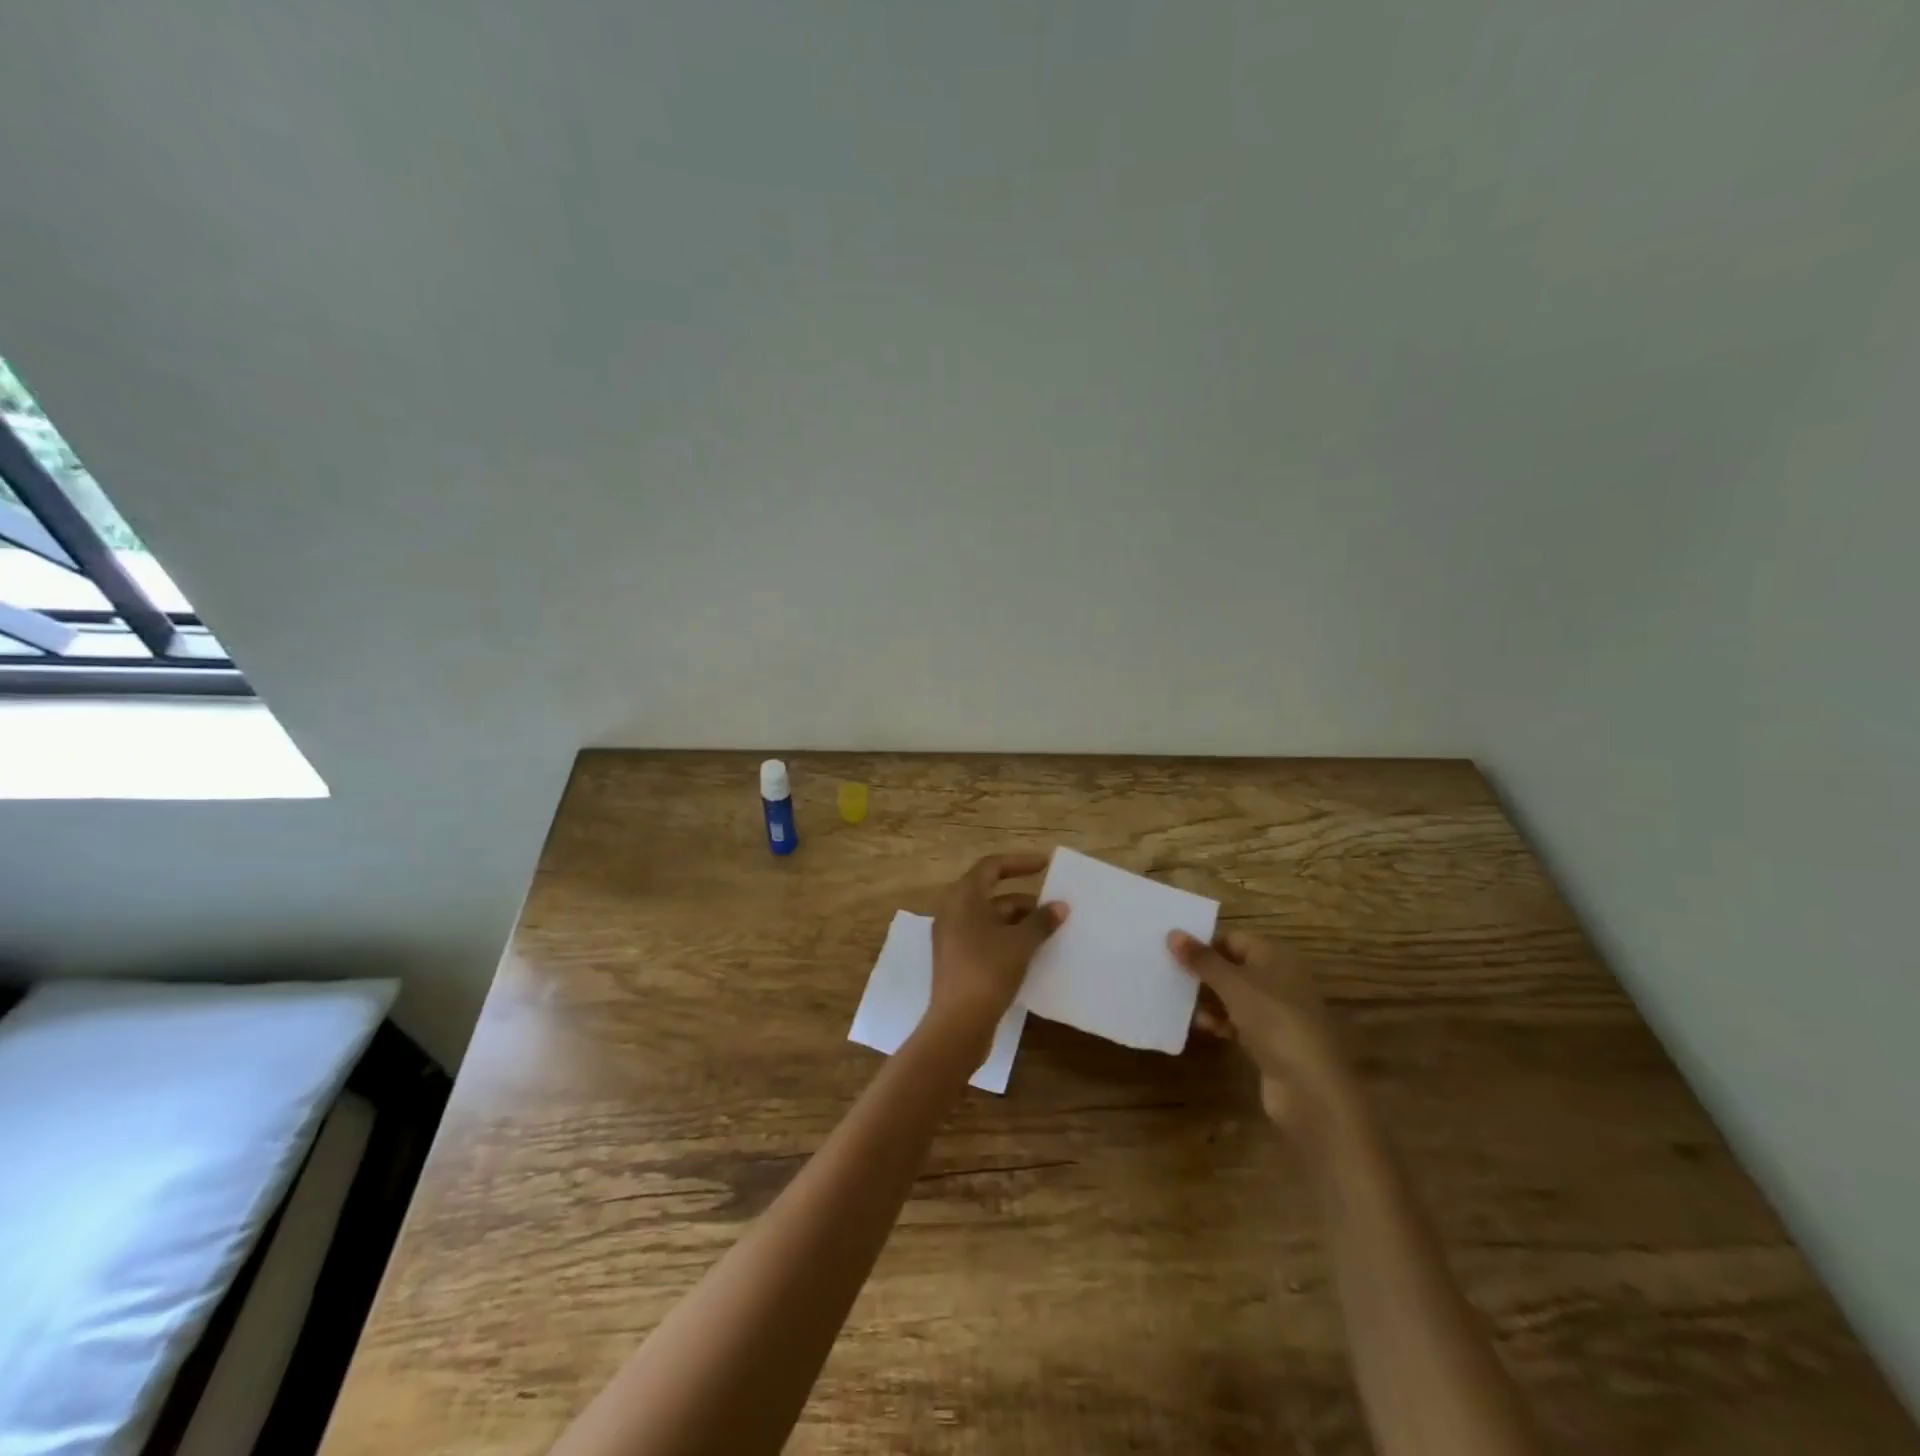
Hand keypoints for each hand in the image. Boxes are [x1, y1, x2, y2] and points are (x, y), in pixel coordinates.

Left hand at [929, 853, 1067, 1040]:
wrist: (958, 1024)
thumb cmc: (987, 971)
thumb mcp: (1020, 943)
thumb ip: (1041, 921)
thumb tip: (1060, 906)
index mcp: (963, 898)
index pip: (991, 867)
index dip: (1019, 863)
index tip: (1046, 865)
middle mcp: (953, 912)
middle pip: (992, 894)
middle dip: (1024, 899)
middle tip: (1054, 907)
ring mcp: (952, 938)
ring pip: (990, 919)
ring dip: (1018, 922)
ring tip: (1049, 932)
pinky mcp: (957, 961)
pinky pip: (986, 939)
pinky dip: (1008, 939)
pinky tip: (1032, 953)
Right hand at [1170, 928, 1362, 1142]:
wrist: (1310, 1086)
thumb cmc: (1273, 1020)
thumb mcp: (1233, 985)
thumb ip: (1202, 960)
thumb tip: (1172, 933)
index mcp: (1277, 956)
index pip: (1234, 938)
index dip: (1205, 943)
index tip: (1173, 952)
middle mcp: (1280, 978)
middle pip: (1234, 966)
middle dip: (1203, 971)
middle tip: (1170, 974)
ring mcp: (1278, 1011)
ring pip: (1235, 995)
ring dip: (1209, 998)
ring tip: (1178, 1001)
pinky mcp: (1272, 1040)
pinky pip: (1240, 1021)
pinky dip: (1220, 1021)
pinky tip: (1200, 1026)